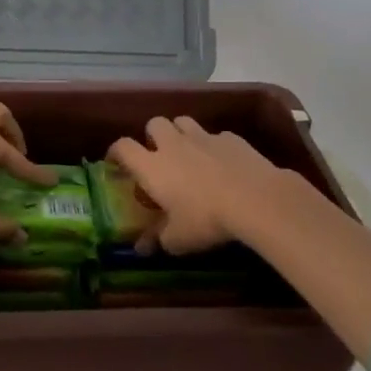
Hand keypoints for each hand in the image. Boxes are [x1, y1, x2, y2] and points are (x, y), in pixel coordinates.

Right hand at [107, 117, 307, 253]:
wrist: (255, 199)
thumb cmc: (206, 219)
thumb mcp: (178, 239)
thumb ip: (158, 240)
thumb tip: (142, 248)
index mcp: (152, 166)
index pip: (123, 147)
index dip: (116, 151)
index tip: (115, 162)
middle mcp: (173, 144)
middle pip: (154, 123)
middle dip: (152, 136)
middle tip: (158, 156)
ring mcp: (203, 137)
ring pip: (183, 122)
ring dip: (180, 133)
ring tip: (188, 153)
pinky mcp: (231, 138)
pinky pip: (216, 135)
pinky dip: (214, 146)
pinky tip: (223, 163)